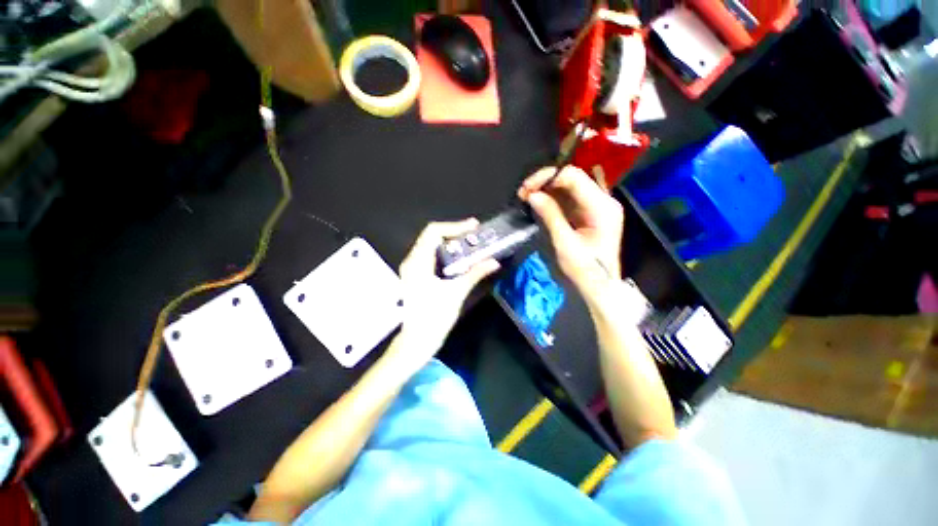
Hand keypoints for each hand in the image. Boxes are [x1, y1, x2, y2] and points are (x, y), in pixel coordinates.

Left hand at [393, 220, 499, 365]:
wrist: (417, 341)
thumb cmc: (434, 318)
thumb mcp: (456, 293)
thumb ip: (475, 274)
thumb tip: (493, 262)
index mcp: (418, 263)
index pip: (434, 232)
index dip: (455, 226)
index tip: (473, 227)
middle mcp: (412, 261)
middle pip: (431, 236)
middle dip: (454, 232)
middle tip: (475, 235)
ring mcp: (412, 269)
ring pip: (430, 245)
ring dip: (450, 242)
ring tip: (470, 244)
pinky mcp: (415, 276)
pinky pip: (430, 256)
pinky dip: (445, 252)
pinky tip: (459, 258)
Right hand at [518, 166, 623, 300]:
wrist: (598, 287)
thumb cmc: (584, 269)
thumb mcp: (565, 243)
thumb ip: (550, 216)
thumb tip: (532, 195)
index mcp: (601, 206)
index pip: (573, 176)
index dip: (548, 177)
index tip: (527, 189)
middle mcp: (602, 200)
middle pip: (571, 178)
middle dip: (545, 182)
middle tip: (523, 194)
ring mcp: (595, 206)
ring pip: (567, 187)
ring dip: (546, 190)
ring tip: (526, 197)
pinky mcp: (587, 213)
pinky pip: (568, 198)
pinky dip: (551, 199)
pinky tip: (537, 203)